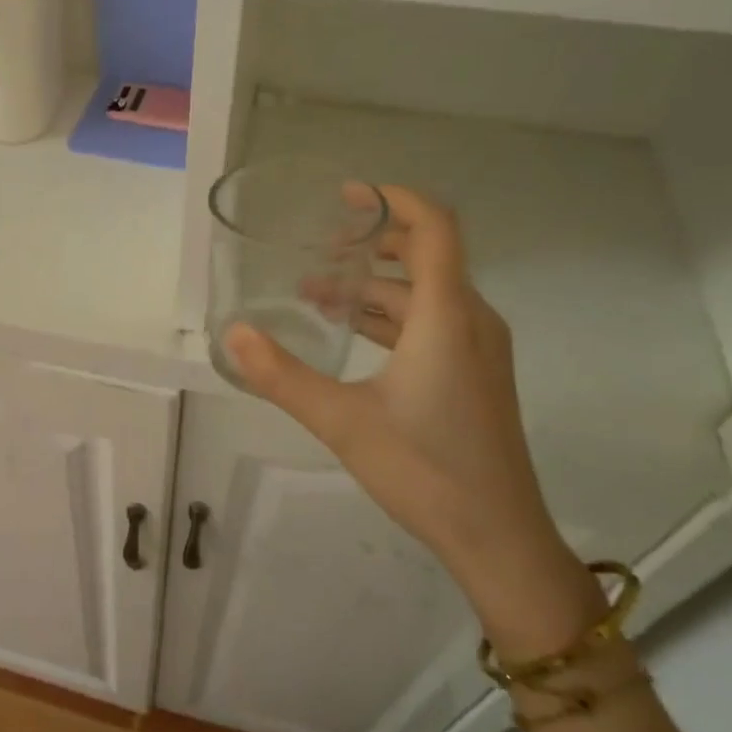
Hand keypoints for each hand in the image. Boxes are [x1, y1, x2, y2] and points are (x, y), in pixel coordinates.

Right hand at [227, 186, 603, 657]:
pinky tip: (351, 334)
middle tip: (318, 249)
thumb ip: (282, 376)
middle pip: (427, 255)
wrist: (497, 536)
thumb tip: (234, 334)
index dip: (393, 199)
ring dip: (374, 286)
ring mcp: (479, 349)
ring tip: (317, 294)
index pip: (433, 227)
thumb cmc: (425, 470)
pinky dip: (390, 315)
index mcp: (447, 316)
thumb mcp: (342, 420)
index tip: (346, 195)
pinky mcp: (475, 375)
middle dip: (372, 243)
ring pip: (426, 293)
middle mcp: (471, 320)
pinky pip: (432, 322)